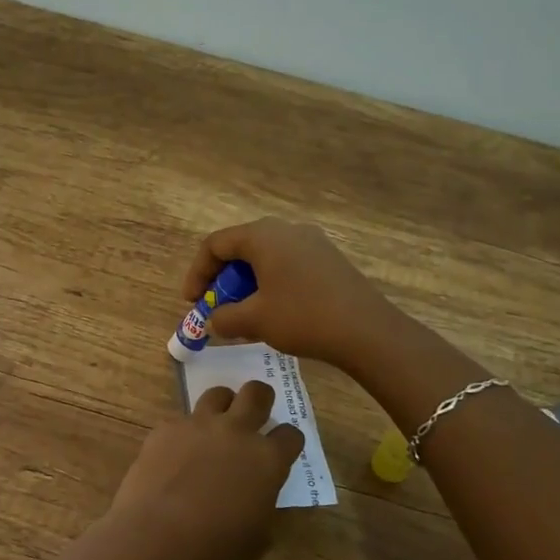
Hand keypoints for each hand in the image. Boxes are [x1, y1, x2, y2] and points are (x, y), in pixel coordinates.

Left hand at [98, 381, 303, 559]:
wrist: (154, 540)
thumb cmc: (214, 550)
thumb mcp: (257, 536)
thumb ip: (262, 503)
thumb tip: (256, 493)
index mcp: (267, 460)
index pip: (291, 435)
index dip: (288, 442)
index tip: (281, 450)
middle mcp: (236, 432)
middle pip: (257, 393)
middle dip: (261, 399)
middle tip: (255, 414)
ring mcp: (198, 425)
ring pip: (217, 394)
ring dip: (222, 406)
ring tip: (215, 426)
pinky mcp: (165, 429)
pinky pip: (180, 420)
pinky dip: (184, 433)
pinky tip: (175, 455)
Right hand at [181, 217, 397, 373]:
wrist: (367, 330)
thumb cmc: (302, 317)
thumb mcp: (254, 320)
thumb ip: (224, 317)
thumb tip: (216, 319)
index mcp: (263, 236)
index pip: (215, 244)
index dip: (197, 273)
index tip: (192, 302)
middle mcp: (286, 229)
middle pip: (241, 249)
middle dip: (223, 281)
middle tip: (218, 309)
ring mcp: (312, 242)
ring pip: (266, 259)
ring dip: (247, 285)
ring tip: (244, 317)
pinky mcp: (329, 260)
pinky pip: (287, 266)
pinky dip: (270, 285)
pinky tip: (273, 314)